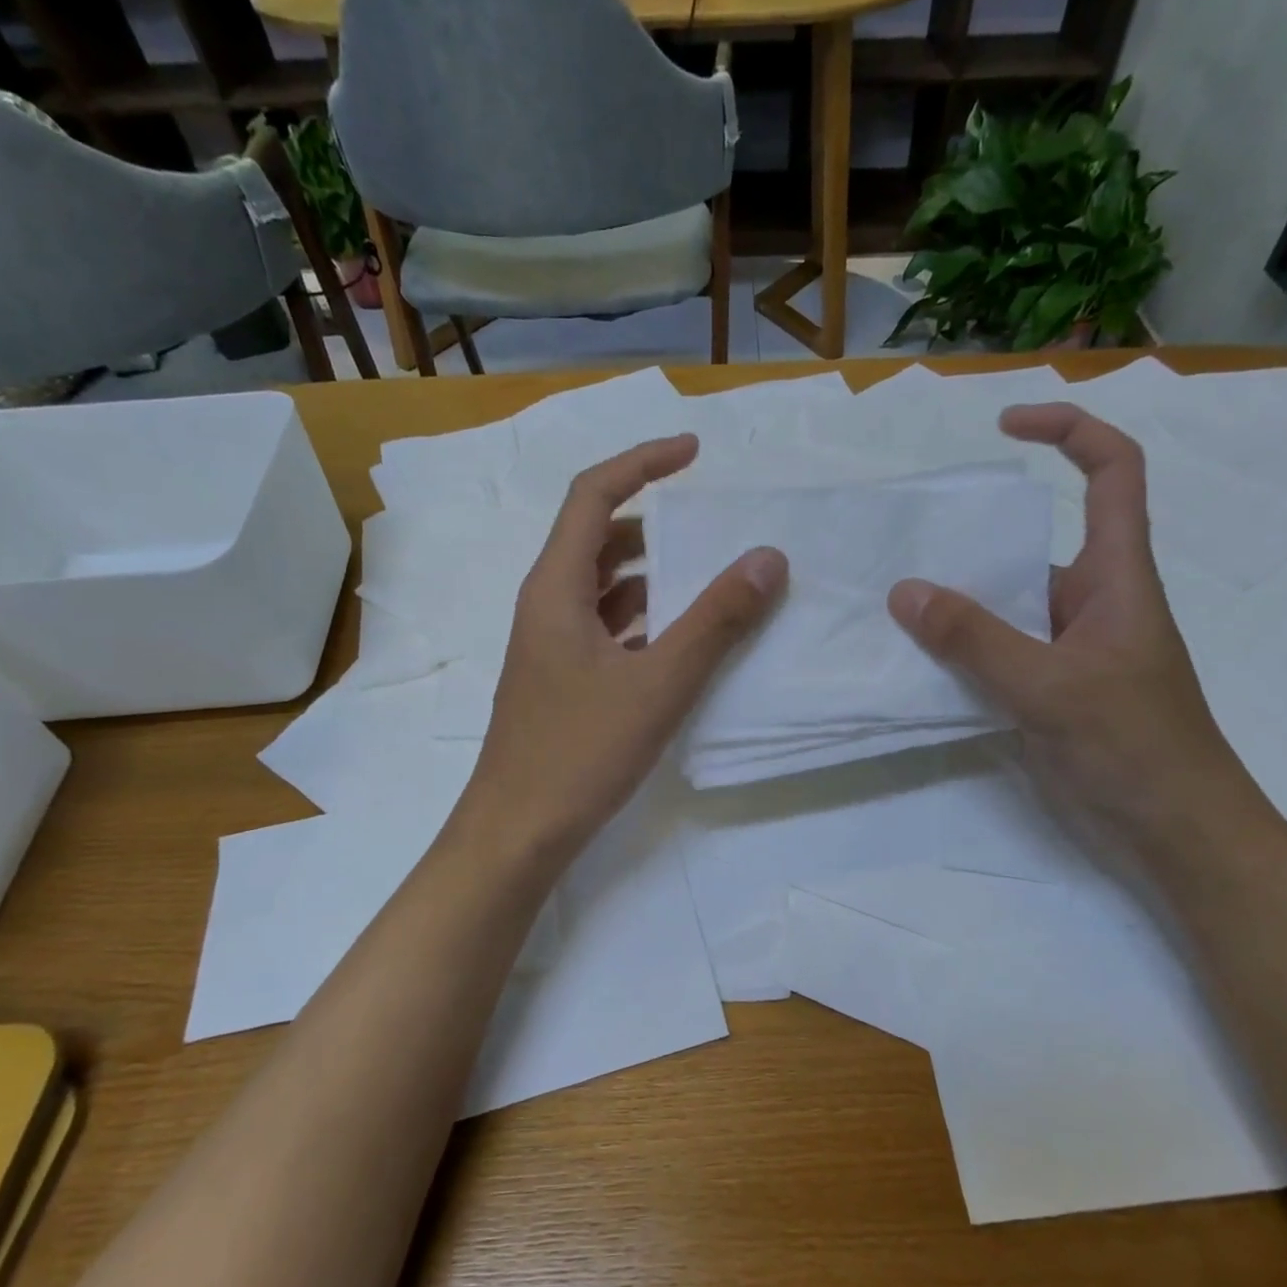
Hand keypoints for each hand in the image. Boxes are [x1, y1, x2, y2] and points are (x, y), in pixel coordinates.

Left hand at [456, 434, 786, 873]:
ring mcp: (552, 646)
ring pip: (606, 589)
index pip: (593, 495)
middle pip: (600, 540)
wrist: (519, 832)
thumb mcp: (658, 683)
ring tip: (713, 580)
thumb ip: (715, 620)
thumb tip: (767, 558)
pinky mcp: (563, 681)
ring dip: (655, 577)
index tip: (695, 454)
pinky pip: (608, 629)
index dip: (643, 463)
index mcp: (556, 588)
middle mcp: (548, 605)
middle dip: (656, 524)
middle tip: (714, 528)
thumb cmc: (580, 751)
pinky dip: (646, 621)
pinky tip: (685, 643)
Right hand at [887, 403, 1263, 861]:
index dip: (1068, 431)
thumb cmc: (1135, 748)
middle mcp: (1091, 602)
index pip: (1111, 473)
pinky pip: (996, 653)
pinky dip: (958, 651)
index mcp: (1116, 577)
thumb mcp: (1050, 687)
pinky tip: (915, 663)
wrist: (1177, 834)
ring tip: (892, 606)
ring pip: (1006, 606)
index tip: (1005, 428)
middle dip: (974, 539)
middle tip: (907, 547)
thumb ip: (974, 640)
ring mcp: (1067, 650)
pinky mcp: (1048, 691)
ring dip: (956, 603)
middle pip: (1033, 544)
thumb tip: (904, 592)